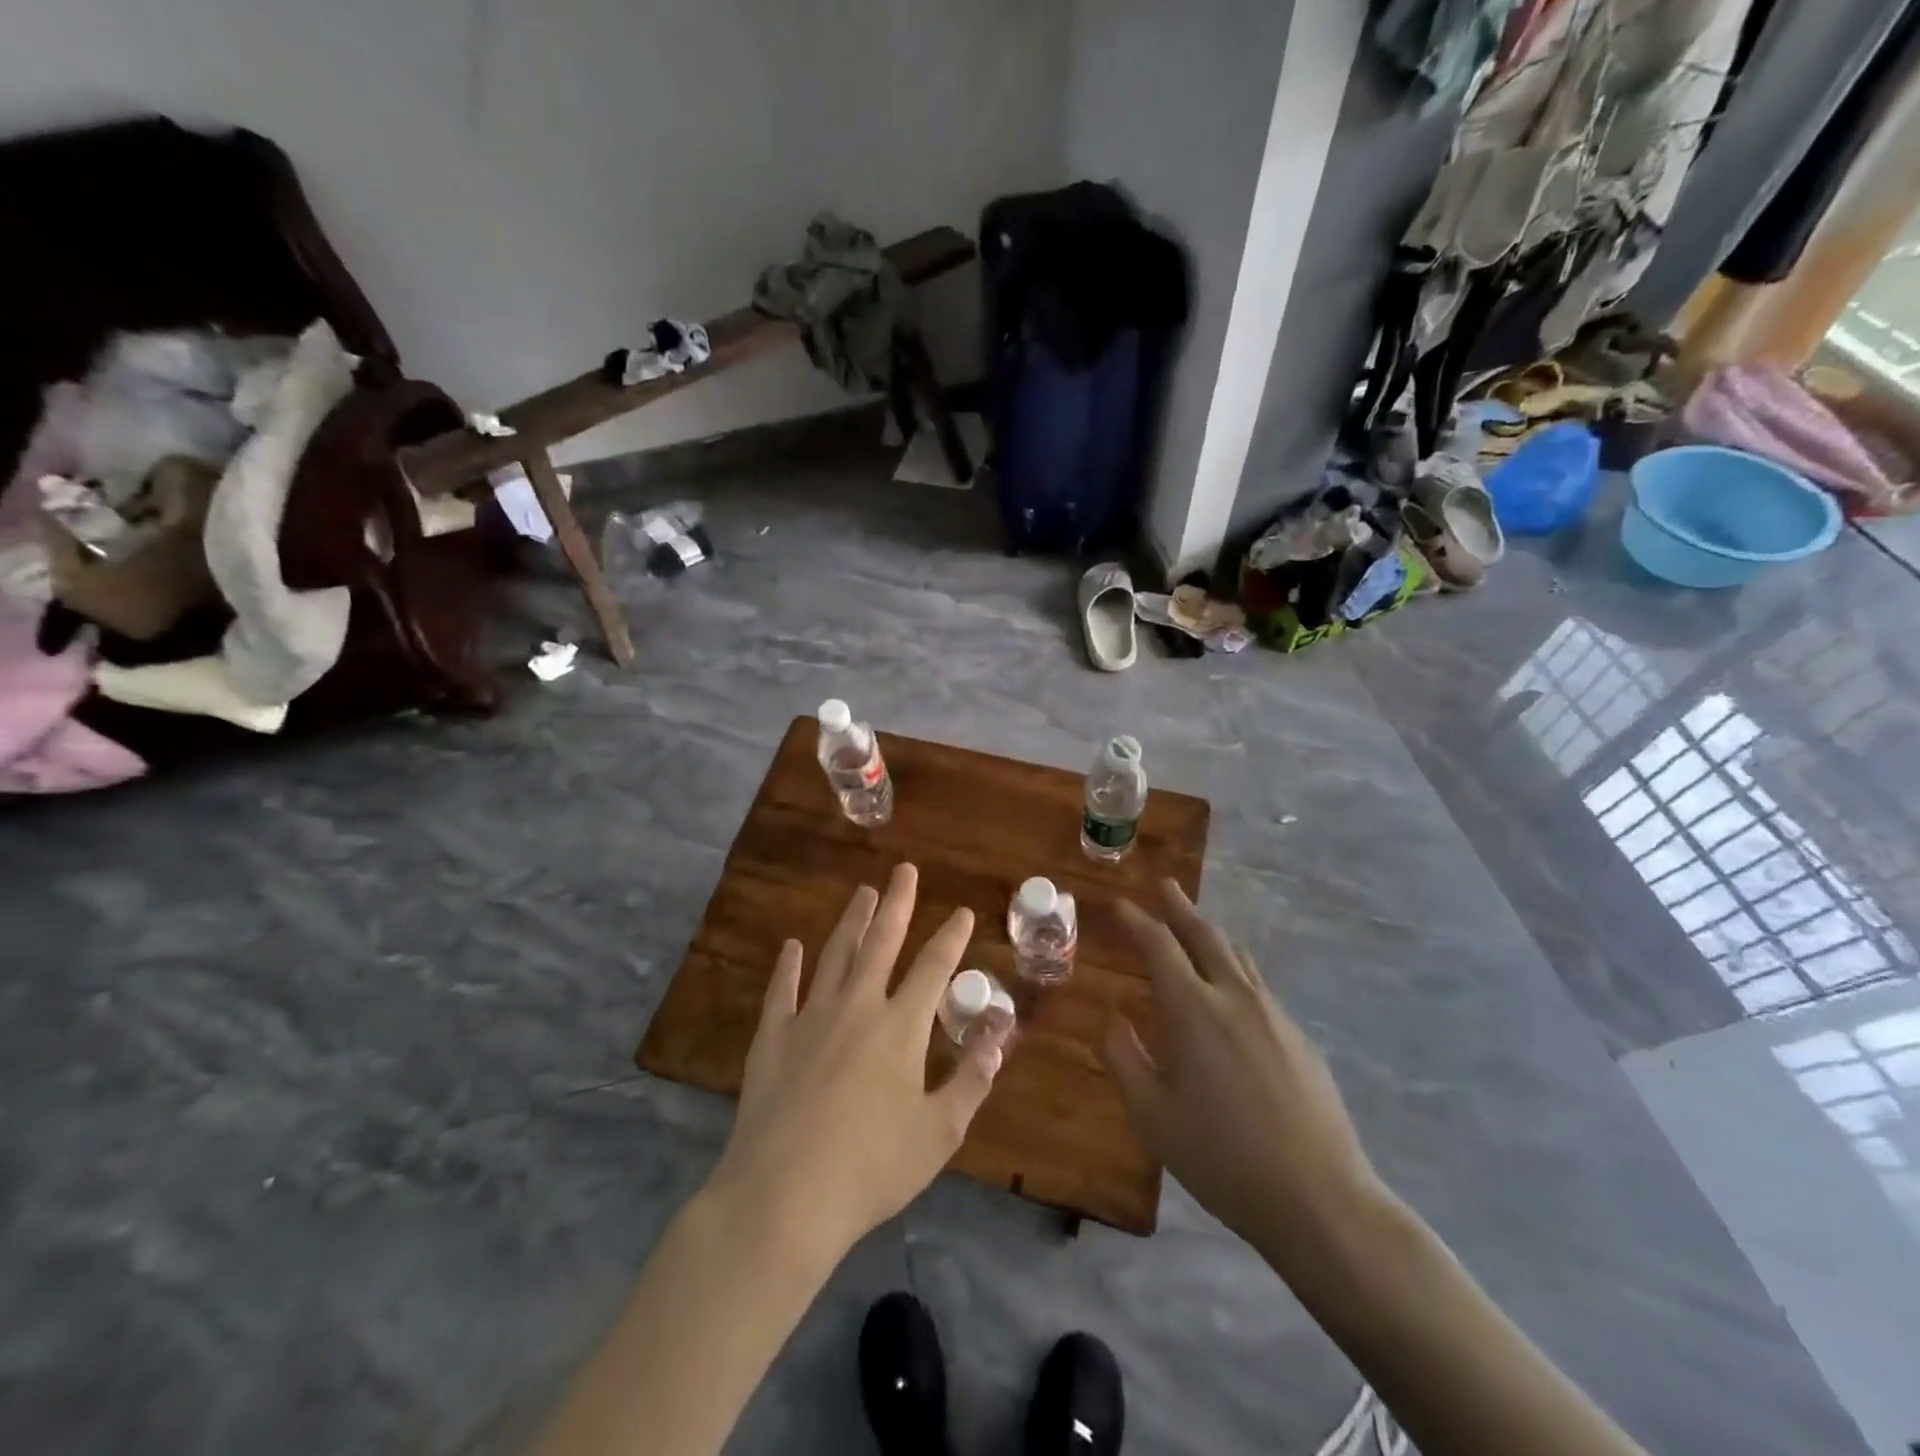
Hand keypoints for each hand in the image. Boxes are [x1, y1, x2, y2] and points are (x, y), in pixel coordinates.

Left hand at [707, 863, 1007, 1262]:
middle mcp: (857, 1007)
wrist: (784, 1197)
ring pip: (835, 955)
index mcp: (901, 1028)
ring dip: (852, 922)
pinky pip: (781, 991)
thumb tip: (997, 1039)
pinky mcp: (772, 1038)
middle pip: (881, 943)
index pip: (933, 968)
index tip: (962, 912)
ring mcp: (810, 1018)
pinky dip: (787, 966)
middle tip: (904, 870)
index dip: (951, 938)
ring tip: (863, 893)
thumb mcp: (938, 1133)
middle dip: (898, 904)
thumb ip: (970, 1082)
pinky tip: (791, 947)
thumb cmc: (871, 1168)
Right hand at [1103, 880, 1385, 1268]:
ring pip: (1239, 957)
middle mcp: (1236, 998)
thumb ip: (1125, 1060)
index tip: (1121, 905)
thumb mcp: (1153, 1116)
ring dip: (1212, 935)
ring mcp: (1275, 1016)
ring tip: (1196, 927)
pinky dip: (1236, 970)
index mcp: (1194, 1010)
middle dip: (1181, 908)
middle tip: (1165, 885)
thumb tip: (1113, 1021)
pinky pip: (1260, 987)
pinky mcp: (1300, 1039)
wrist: (1321, 1200)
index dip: (1138, 921)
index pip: (1160, 947)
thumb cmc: (1223, 1158)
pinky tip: (1233, 993)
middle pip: (1205, 937)